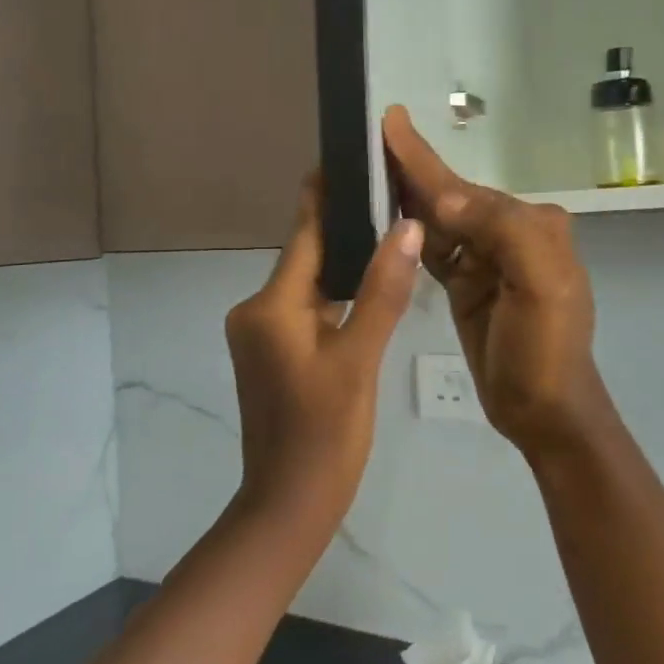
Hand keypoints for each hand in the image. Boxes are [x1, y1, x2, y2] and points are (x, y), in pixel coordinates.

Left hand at [225, 174, 422, 532]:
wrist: (289, 506)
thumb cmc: (324, 435)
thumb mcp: (359, 360)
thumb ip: (382, 291)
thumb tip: (406, 227)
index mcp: (270, 305)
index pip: (303, 234)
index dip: (325, 195)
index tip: (347, 156)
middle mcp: (257, 311)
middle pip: (307, 257)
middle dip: (344, 228)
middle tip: (390, 194)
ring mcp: (262, 335)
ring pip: (310, 286)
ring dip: (344, 264)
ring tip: (389, 230)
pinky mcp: (274, 355)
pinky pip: (308, 312)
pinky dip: (336, 298)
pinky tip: (370, 286)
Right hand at [383, 107, 612, 459]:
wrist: (544, 411)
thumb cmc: (544, 348)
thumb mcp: (539, 285)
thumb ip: (499, 230)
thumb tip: (443, 198)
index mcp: (530, 225)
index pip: (466, 187)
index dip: (424, 158)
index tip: (392, 121)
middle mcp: (509, 233)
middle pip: (450, 196)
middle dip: (412, 169)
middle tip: (370, 139)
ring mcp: (486, 259)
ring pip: (439, 219)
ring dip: (407, 194)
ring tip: (368, 168)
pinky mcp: (467, 283)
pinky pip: (435, 247)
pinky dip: (412, 229)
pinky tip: (387, 213)